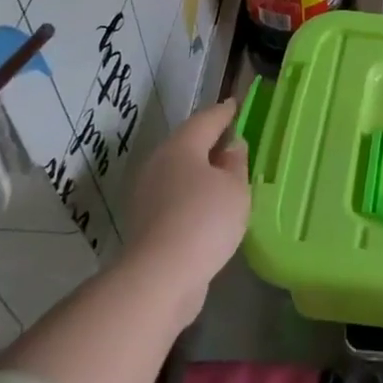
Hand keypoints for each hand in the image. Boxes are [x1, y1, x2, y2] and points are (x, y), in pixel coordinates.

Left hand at [122, 98, 248, 315]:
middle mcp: (159, 163)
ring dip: (201, 171)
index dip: (225, 112)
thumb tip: (232, 147)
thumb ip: (236, 163)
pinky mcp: (145, 222)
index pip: (207, 119)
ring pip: (179, 171)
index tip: (237, 104)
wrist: (159, 277)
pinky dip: (192, 194)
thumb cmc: (204, 220)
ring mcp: (147, 194)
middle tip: (233, 139)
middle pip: (188, 144)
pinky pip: (175, 196)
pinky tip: (209, 206)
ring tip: (226, 175)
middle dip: (210, 141)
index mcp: (181, 146)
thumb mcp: (235, 188)